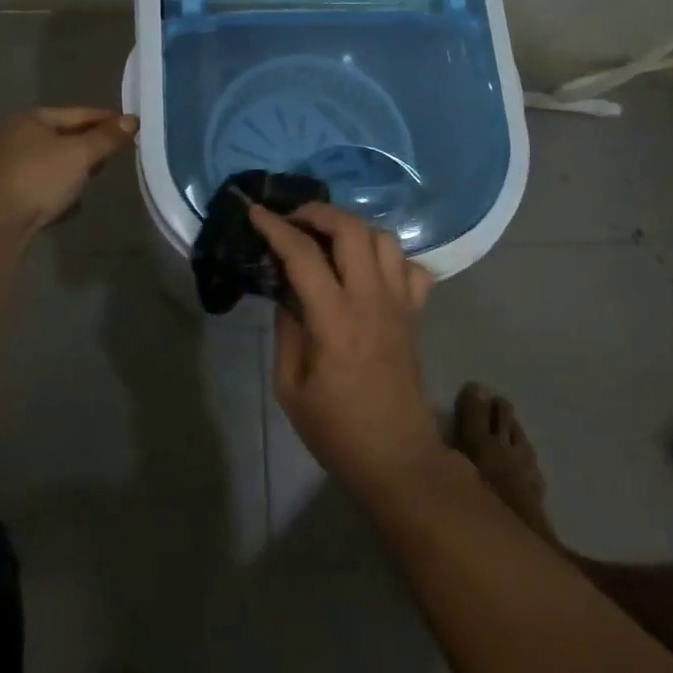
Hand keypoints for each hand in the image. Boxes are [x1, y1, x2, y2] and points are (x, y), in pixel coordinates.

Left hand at [0, 107, 137, 239]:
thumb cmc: (38, 179)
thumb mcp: (79, 154)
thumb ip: (107, 137)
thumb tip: (133, 120)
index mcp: (31, 119)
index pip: (79, 113)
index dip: (107, 120)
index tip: (133, 128)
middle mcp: (16, 138)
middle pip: (65, 139)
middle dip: (89, 150)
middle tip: (111, 159)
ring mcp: (9, 169)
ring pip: (55, 166)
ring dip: (74, 175)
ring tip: (88, 186)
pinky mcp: (7, 197)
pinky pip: (43, 189)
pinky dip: (57, 195)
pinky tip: (67, 208)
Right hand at [250, 202, 444, 505]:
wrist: (399, 459)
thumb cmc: (337, 430)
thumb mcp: (290, 388)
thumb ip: (287, 331)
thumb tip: (286, 292)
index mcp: (335, 320)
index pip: (303, 255)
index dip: (276, 228)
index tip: (256, 212)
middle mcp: (372, 300)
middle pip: (352, 229)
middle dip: (319, 212)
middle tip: (295, 220)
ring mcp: (400, 303)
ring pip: (385, 238)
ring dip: (354, 227)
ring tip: (329, 238)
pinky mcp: (416, 313)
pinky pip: (411, 267)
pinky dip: (389, 257)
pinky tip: (369, 269)